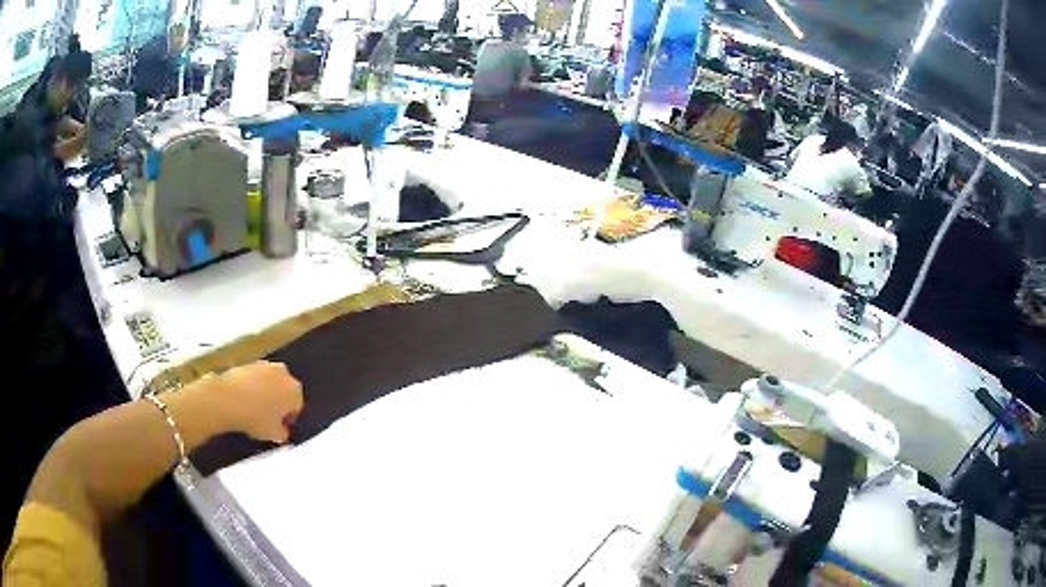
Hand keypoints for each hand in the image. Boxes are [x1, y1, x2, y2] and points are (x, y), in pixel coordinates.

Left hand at [212, 361, 303, 442]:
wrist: (227, 398)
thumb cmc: (256, 418)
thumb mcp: (273, 434)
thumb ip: (283, 433)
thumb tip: (283, 432)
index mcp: (295, 391)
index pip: (297, 407)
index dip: (288, 419)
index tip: (280, 428)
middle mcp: (284, 373)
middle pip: (285, 390)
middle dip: (279, 402)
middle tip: (269, 418)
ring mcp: (265, 365)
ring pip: (270, 382)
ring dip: (266, 393)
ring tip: (254, 409)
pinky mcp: (248, 362)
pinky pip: (255, 378)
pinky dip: (252, 387)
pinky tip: (244, 400)